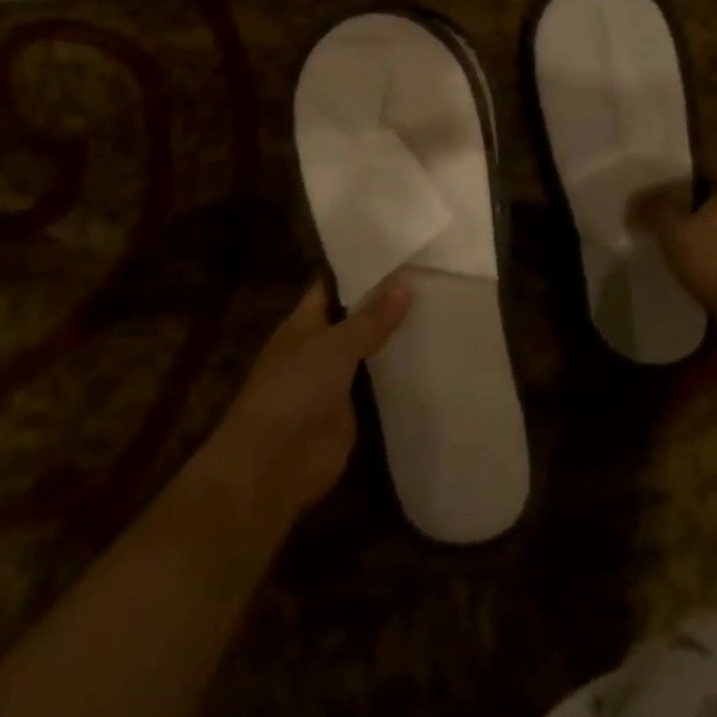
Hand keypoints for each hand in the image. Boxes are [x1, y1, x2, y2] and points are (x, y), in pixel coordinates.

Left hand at [202, 277, 409, 528]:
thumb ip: (371, 318)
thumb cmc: (295, 388)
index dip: (361, 271)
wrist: (275, 463)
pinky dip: (399, 377)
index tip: (398, 253)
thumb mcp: (335, 345)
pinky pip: (379, 387)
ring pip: (370, 353)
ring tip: (441, 311)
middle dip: (386, 304)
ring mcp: (336, 380)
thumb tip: (405, 282)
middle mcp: (320, 347)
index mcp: (304, 322)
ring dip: (396, 340)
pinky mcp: (352, 412)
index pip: (334, 286)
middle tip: (431, 280)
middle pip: (356, 319)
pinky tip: (433, 359)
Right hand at [629, 183, 716, 306]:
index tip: (652, 200)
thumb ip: (653, 210)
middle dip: (682, 213)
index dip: (670, 187)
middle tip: (657, 223)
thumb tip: (637, 201)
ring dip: (694, 238)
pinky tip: (689, 269)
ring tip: (669, 249)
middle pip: (705, 206)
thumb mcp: (670, 228)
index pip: (695, 180)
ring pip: (714, 232)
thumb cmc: (708, 257)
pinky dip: (705, 259)